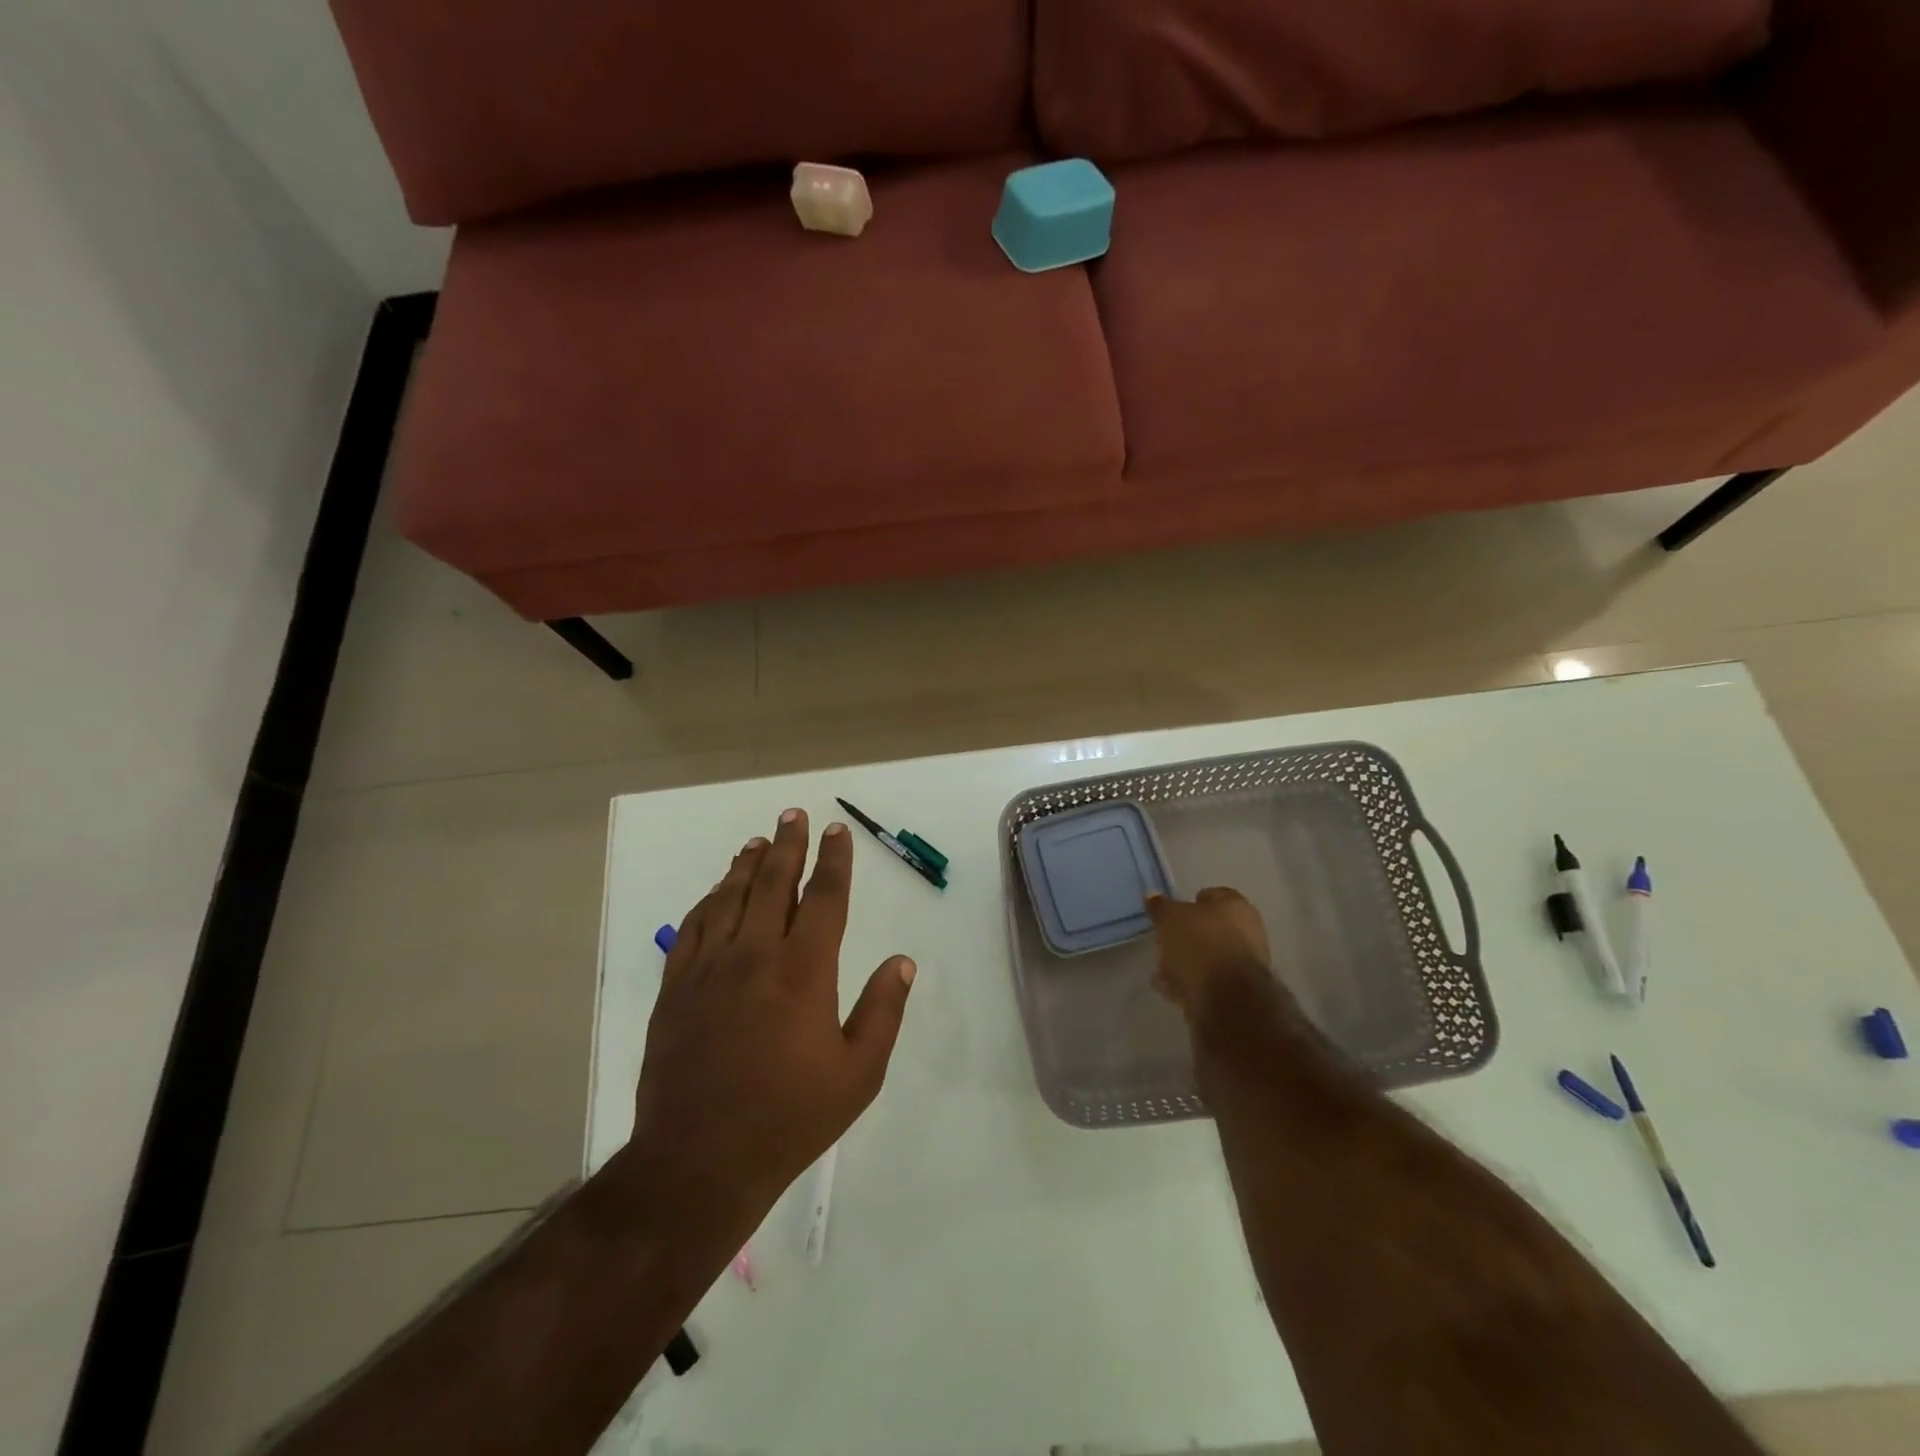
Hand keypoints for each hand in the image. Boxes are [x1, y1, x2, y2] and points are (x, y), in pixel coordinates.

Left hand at [625, 809, 914, 1219]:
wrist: (699, 1161)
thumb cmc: (790, 1117)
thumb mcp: (858, 1073)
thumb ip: (883, 1010)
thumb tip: (902, 961)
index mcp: (804, 970)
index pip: (824, 897)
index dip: (834, 860)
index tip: (836, 832)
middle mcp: (756, 954)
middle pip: (774, 882)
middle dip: (788, 844)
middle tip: (794, 814)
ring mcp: (710, 968)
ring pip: (730, 897)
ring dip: (747, 865)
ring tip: (758, 841)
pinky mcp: (676, 987)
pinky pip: (693, 928)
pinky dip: (708, 901)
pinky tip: (716, 891)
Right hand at [1146, 887, 1272, 1019]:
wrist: (1226, 999)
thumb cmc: (1200, 944)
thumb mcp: (1170, 918)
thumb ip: (1161, 907)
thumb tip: (1153, 896)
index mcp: (1237, 906)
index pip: (1213, 895)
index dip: (1190, 902)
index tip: (1171, 913)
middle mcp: (1248, 932)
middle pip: (1210, 929)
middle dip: (1185, 936)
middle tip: (1164, 942)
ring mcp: (1244, 964)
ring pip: (1208, 957)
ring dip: (1185, 962)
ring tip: (1161, 971)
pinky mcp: (1238, 992)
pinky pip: (1208, 981)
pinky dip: (1190, 983)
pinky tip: (1170, 989)